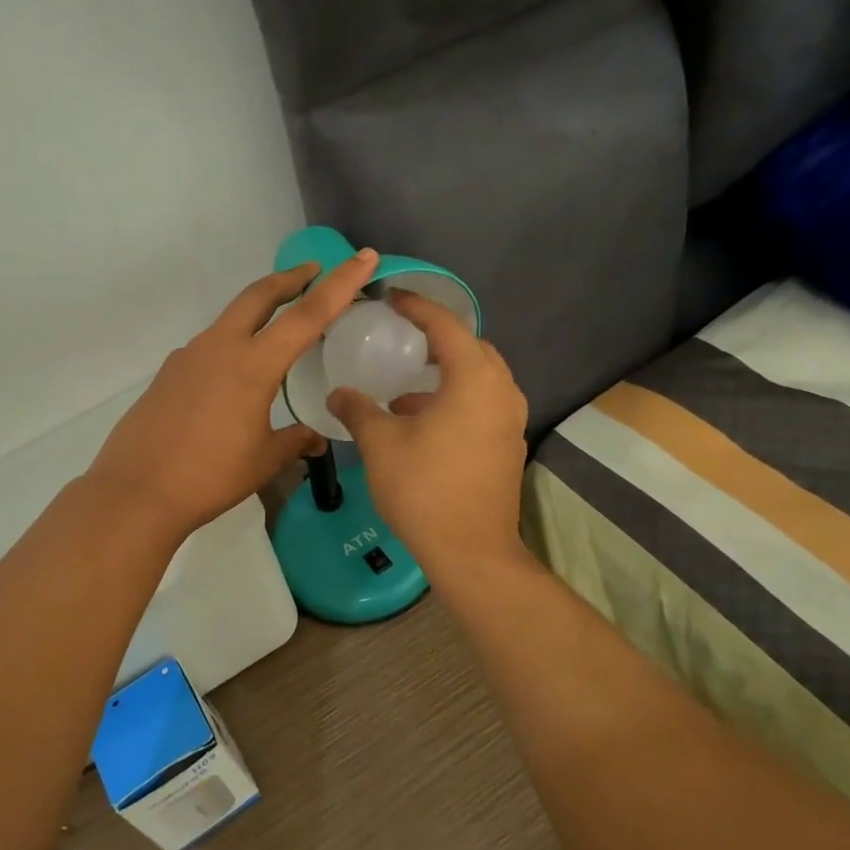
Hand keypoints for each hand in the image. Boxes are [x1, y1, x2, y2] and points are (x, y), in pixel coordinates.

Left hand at [87, 249, 379, 538]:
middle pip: (259, 295)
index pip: (307, 315)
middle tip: (312, 272)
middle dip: (290, 278)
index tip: (362, 258)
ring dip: (258, 311)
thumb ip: (294, 440)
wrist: (136, 491)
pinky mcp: (170, 372)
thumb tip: (316, 438)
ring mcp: (189, 356)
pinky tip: (236, 375)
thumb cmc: (209, 476)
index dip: (340, 284)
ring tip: (279, 328)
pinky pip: (210, 346)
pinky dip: (233, 343)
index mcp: (253, 364)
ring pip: (231, 318)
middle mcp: (220, 347)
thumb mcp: (264, 460)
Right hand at [328, 292, 529, 580]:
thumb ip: (358, 409)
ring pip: (480, 379)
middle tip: (404, 337)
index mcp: (474, 379)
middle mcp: (501, 392)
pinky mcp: (508, 446)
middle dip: (438, 338)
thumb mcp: (381, 444)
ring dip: (446, 374)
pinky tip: (422, 422)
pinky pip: (483, 404)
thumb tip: (338, 393)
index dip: (417, 307)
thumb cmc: (424, 489)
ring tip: (406, 387)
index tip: (391, 297)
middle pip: (472, 348)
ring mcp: (510, 421)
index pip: (446, 326)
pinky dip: (456, 399)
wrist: (472, 552)